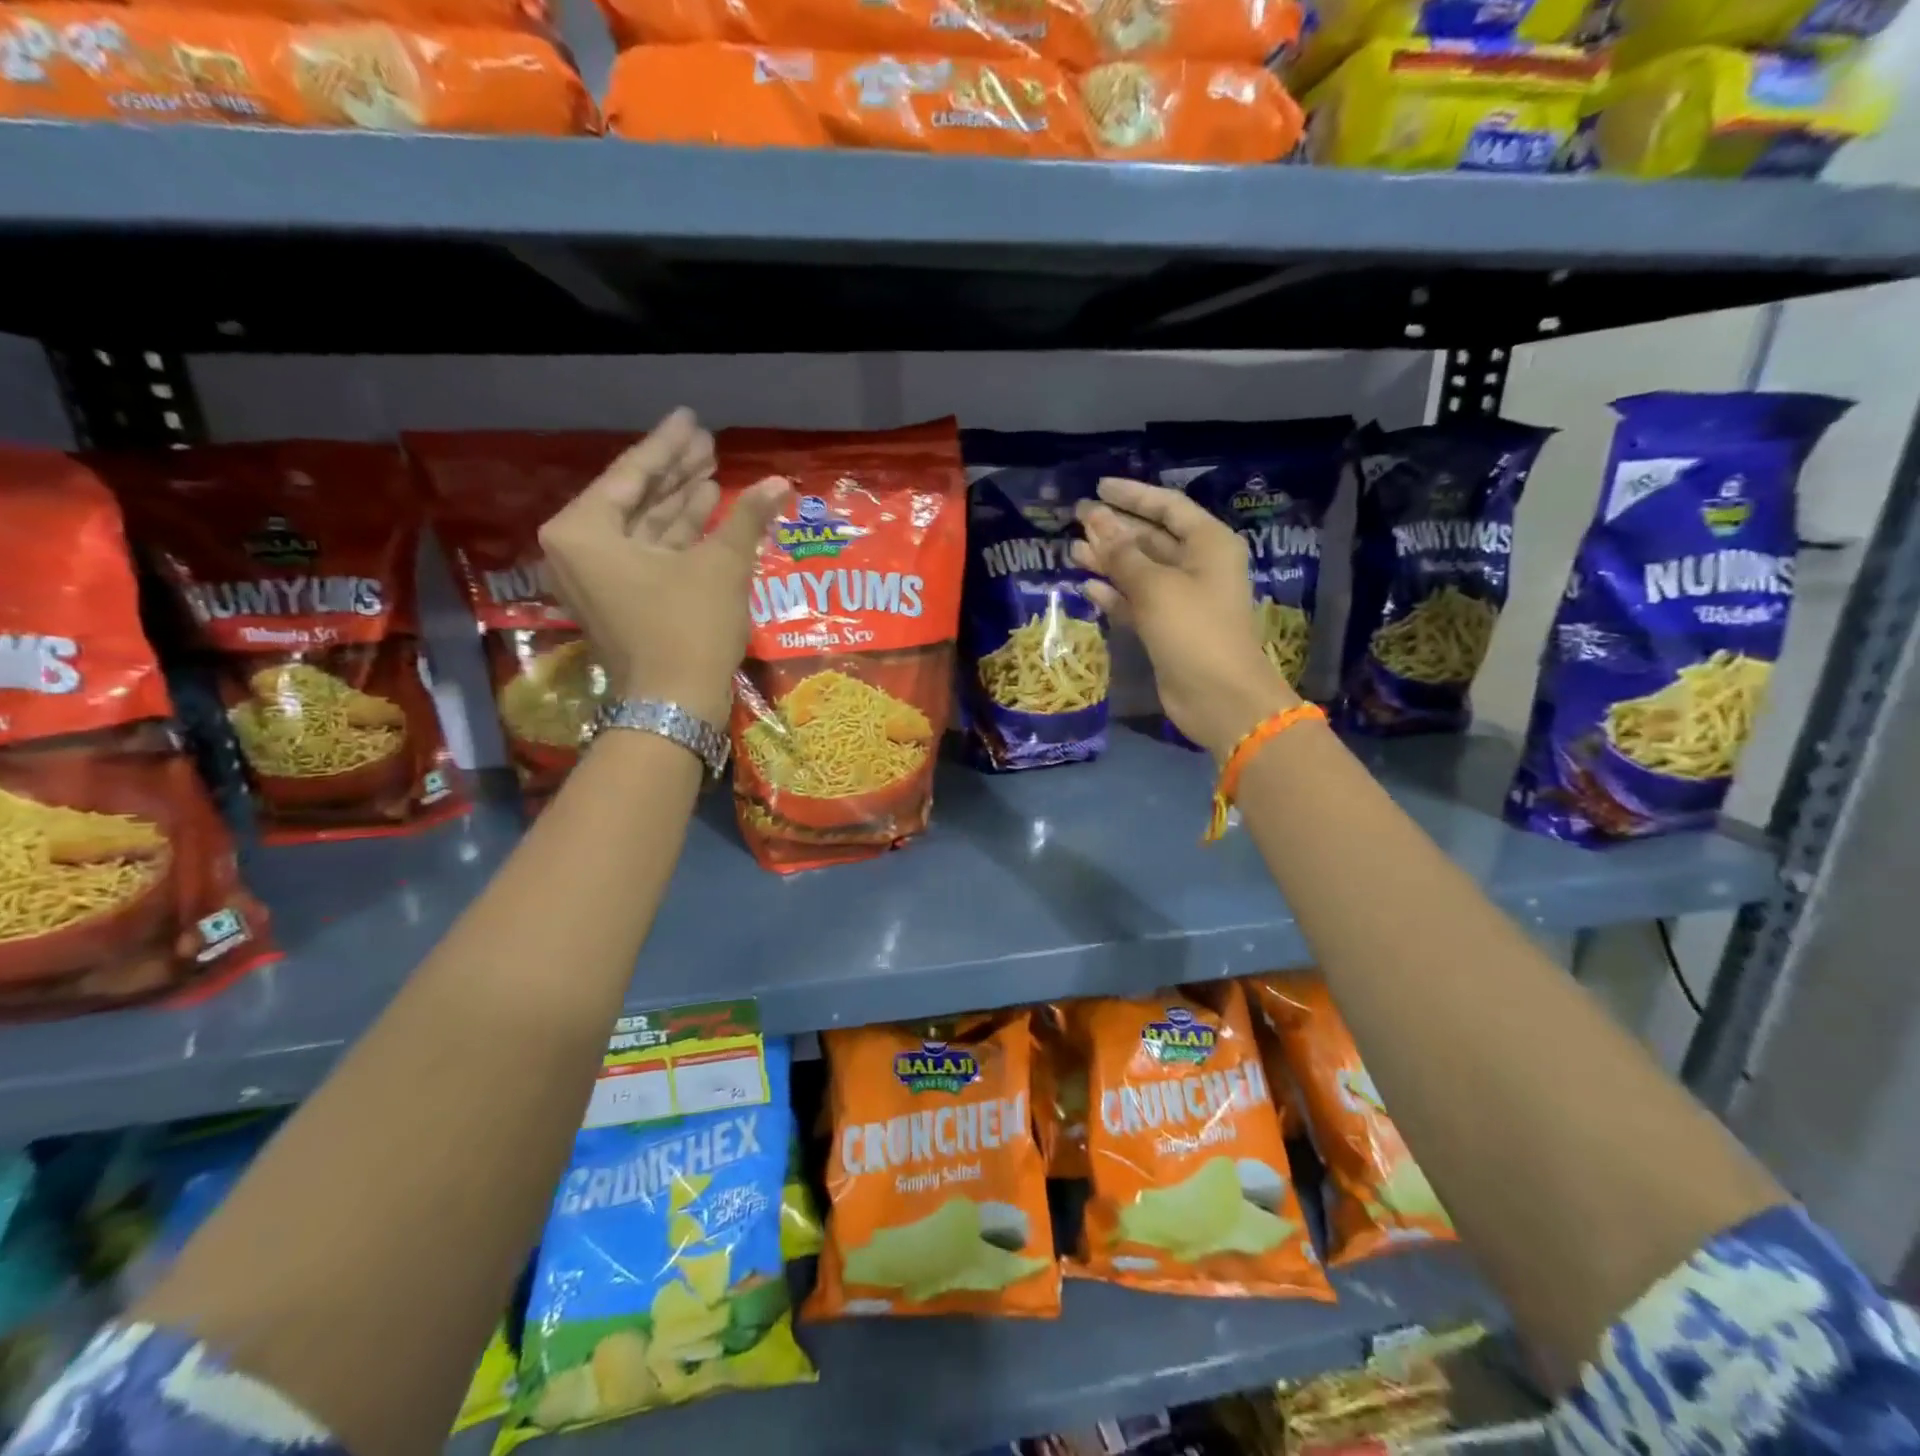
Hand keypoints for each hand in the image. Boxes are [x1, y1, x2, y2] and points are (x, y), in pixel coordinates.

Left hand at [539, 408, 788, 723]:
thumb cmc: (689, 627)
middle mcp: (580, 549)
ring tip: (714, 471)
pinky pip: (648, 554)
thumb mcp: (720, 565)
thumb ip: (747, 518)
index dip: (668, 445)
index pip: (632, 474)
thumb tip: (781, 483)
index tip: (692, 419)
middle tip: (709, 443)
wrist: (675, 704)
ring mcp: (599, 578)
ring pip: (644, 527)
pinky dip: (679, 535)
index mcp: (583, 530)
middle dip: (675, 472)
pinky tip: (710, 511)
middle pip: (635, 498)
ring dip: (681, 502)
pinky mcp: (621, 600)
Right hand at [1071, 476, 1298, 760]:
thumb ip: (1122, 553)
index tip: (1098, 488)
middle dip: (1114, 529)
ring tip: (1073, 551)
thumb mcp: (1156, 585)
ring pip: (1139, 571)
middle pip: (1150, 538)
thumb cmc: (1194, 630)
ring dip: (1108, 561)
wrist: (1219, 696)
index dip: (1132, 495)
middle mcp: (1197, 566)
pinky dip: (1114, 594)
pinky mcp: (1166, 628)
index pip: (1167, 507)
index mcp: (1208, 544)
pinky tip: (1087, 586)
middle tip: (1075, 519)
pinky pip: (1136, 602)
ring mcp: (1182, 599)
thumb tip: (1095, 521)